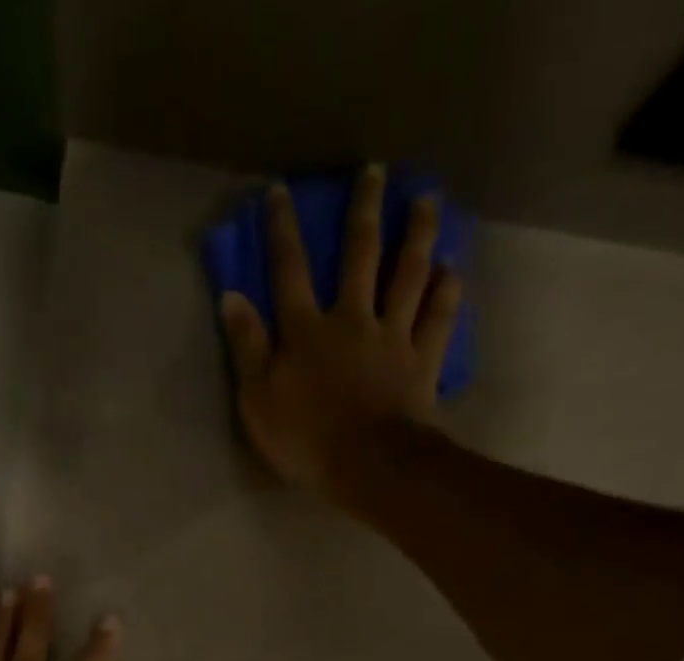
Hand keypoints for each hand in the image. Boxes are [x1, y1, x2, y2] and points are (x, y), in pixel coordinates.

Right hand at [220, 163, 462, 508]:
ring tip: (427, 200)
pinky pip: (438, 317)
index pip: (289, 271)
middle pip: (360, 255)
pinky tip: (452, 268)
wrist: (367, 465)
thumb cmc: (304, 439)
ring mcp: (392, 337)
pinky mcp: (421, 361)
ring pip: (407, 274)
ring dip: (417, 234)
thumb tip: (231, 296)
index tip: (280, 192)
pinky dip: (446, 291)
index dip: (282, 231)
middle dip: (364, 211)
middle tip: (375, 172)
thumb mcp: (257, 400)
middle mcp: (352, 319)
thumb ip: (246, 348)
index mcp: (306, 331)